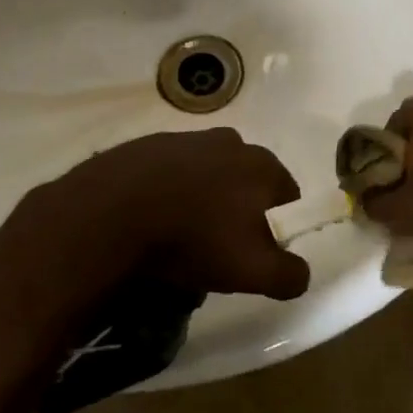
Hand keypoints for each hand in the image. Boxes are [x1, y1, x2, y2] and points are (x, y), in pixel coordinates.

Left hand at [0, 128, 309, 310]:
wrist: (111, 212)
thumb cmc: (192, 238)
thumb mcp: (252, 271)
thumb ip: (289, 274)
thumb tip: (300, 273)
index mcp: (262, 165)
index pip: (287, 196)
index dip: (277, 226)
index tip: (255, 252)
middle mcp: (231, 142)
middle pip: (247, 181)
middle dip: (239, 209)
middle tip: (218, 246)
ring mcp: (187, 138)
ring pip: (209, 174)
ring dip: (203, 198)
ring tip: (180, 234)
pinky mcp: (149, 144)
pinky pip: (171, 172)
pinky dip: (169, 191)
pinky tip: (151, 218)